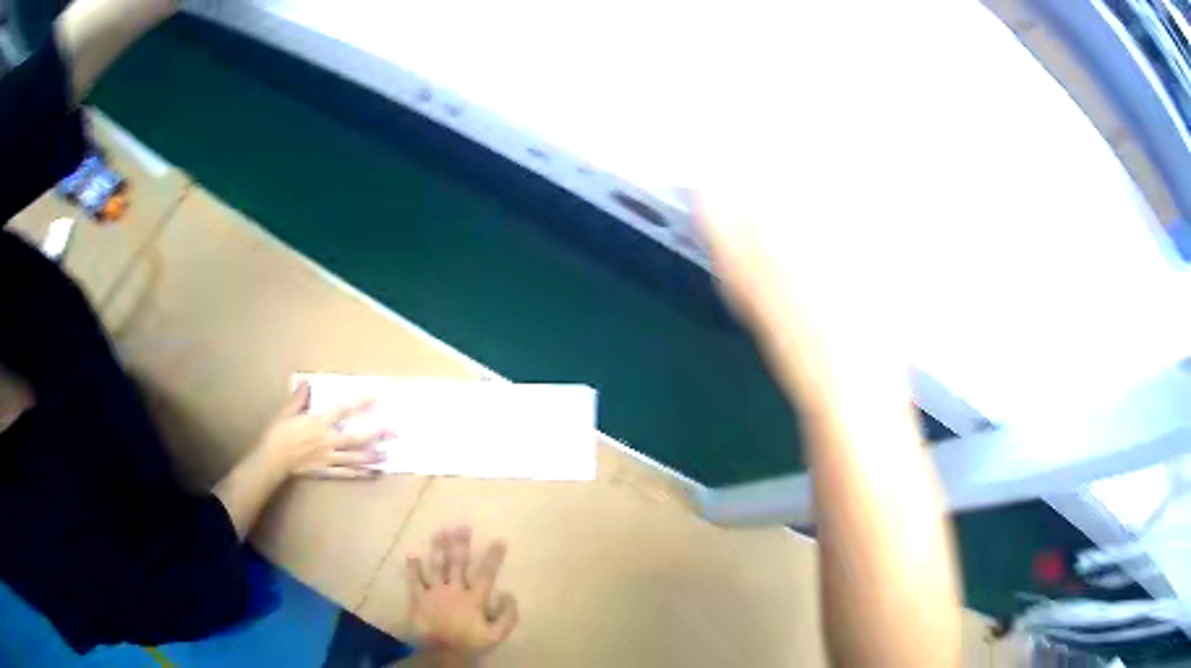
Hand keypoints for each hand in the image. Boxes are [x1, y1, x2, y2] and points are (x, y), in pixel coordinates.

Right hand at [256, 381, 389, 478]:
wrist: (273, 460)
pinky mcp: (327, 471)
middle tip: (395, 431)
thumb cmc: (279, 433)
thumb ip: (299, 397)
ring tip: (390, 455)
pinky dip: (361, 474)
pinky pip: (347, 473)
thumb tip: (306, 381)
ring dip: (374, 456)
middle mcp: (327, 440)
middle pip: (357, 438)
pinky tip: (374, 474)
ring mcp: (329, 458)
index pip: (342, 410)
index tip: (375, 398)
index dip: (359, 404)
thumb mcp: (287, 411)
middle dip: (377, 434)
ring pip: (356, 458)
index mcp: (318, 422)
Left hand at [406, 527, 518, 661]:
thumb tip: (509, 594)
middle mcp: (454, 590)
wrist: (442, 653)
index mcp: (474, 599)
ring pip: (437, 567)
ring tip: (440, 531)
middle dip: (461, 544)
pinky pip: (415, 581)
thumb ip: (507, 616)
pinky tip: (412, 555)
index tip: (498, 540)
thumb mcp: (496, 635)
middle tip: (462, 526)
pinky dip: (413, 568)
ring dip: (438, 549)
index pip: (485, 574)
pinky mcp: (419, 599)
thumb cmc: (470, 643)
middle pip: (458, 564)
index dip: (492, 558)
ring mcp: (434, 593)